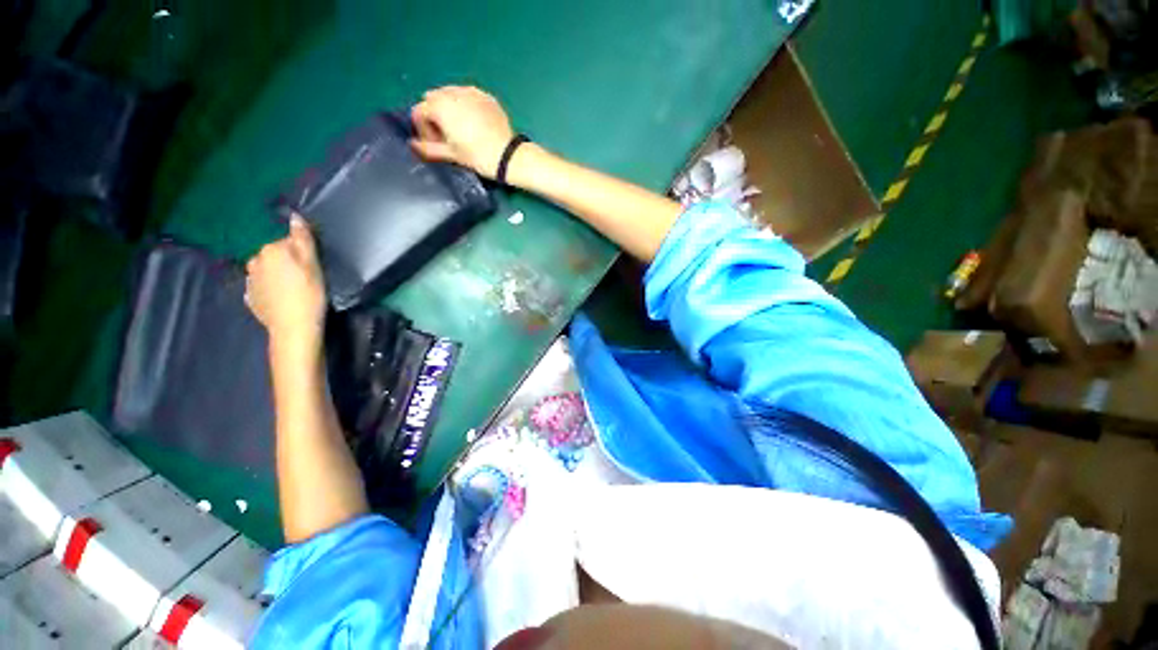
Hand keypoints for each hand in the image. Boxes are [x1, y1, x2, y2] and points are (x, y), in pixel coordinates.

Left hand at [245, 216, 326, 351]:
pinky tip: (284, 299)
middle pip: (276, 255)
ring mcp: (250, 280)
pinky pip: (263, 286)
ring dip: (279, 275)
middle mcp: (255, 261)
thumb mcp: (313, 264)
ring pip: (268, 270)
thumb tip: (294, 215)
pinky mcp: (251, 297)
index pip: (289, 242)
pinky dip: (272, 289)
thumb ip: (303, 239)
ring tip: (295, 290)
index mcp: (271, 250)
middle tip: (307, 278)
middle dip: (288, 262)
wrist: (294, 328)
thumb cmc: (309, 294)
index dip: (304, 252)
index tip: (315, 266)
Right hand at [410, 86, 515, 178]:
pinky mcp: (486, 96)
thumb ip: (428, 148)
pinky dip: (466, 106)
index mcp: (439, 105)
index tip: (433, 143)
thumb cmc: (477, 156)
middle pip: (433, 99)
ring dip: (449, 108)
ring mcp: (471, 92)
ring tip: (460, 130)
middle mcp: (452, 92)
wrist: (507, 156)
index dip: (423, 129)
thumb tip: (413, 145)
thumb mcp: (451, 154)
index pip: (419, 111)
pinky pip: (468, 96)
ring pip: (450, 94)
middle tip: (446, 137)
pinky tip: (475, 124)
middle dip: (434, 115)